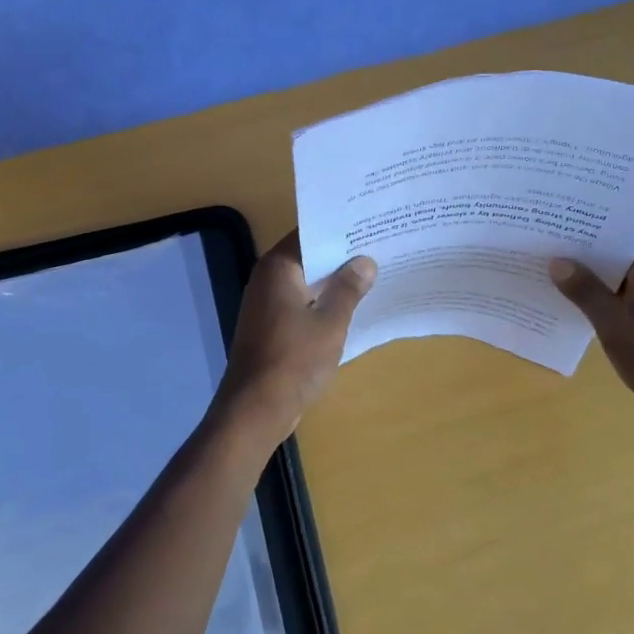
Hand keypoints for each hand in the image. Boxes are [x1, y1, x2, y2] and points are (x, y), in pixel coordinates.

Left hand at [216, 231, 375, 449]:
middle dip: (340, 255)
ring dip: (332, 281)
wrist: (255, 409)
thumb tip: (365, 261)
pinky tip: (349, 307)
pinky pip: (299, 303)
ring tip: (372, 274)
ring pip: (305, 281)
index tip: (369, 224)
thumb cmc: (294, 359)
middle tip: (378, 247)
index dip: (340, 230)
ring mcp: (265, 303)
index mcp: (278, 267)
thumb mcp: (331, 322)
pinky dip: (321, 302)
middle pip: (308, 256)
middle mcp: (267, 278)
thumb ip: (349, 288)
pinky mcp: (268, 325)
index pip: (310, 233)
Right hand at [550, 241, 633, 450]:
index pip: (623, 237)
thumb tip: (556, 262)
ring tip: (549, 275)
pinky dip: (600, 305)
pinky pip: (622, 305)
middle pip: (619, 260)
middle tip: (544, 249)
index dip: (590, 232)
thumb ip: (584, 289)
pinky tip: (569, 306)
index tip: (556, 226)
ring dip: (590, 284)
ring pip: (618, 285)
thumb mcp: (612, 320)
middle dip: (584, 258)